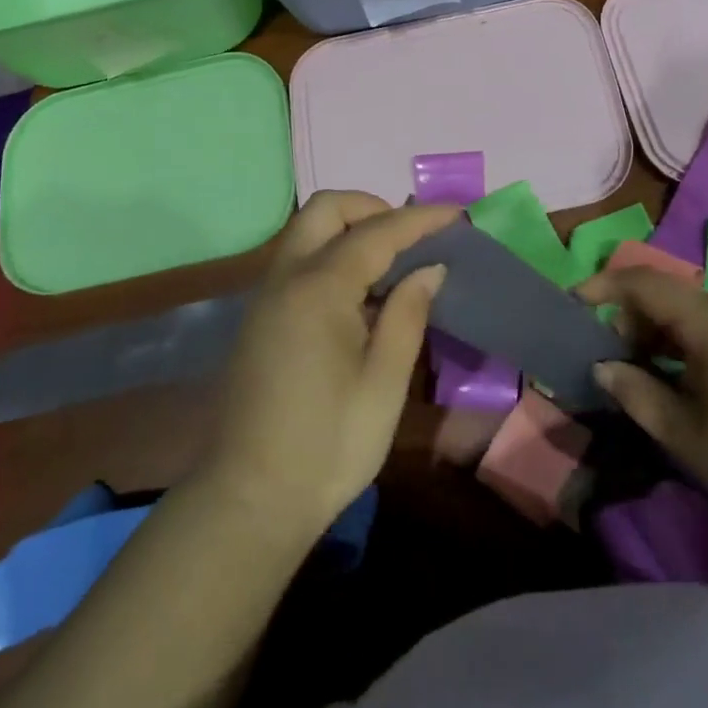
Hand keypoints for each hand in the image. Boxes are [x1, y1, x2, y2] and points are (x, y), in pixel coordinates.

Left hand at [197, 192, 457, 535]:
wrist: (250, 499)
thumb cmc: (328, 444)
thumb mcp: (383, 383)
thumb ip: (407, 314)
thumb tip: (428, 268)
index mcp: (319, 287)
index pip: (378, 232)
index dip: (420, 219)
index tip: (457, 213)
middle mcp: (287, 276)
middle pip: (327, 209)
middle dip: (372, 208)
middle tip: (410, 239)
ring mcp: (267, 294)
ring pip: (308, 231)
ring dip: (350, 229)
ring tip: (392, 264)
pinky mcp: (261, 316)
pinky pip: (299, 260)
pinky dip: (332, 254)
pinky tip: (360, 295)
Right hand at [578, 266, 707, 549]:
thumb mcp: (688, 437)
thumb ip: (637, 395)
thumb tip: (602, 366)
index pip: (644, 282)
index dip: (603, 286)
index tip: (573, 304)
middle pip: (665, 295)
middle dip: (629, 319)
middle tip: (610, 361)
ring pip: (688, 313)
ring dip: (656, 335)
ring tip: (642, 377)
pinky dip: (683, 344)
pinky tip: (682, 384)